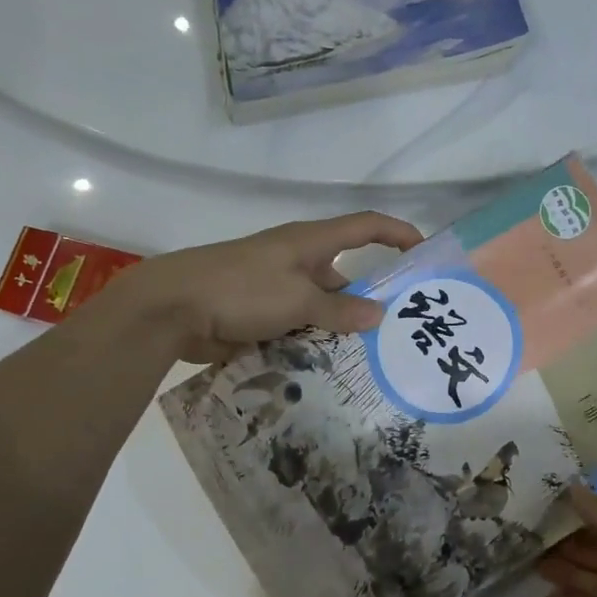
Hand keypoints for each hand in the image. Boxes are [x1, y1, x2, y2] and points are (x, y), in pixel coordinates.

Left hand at [129, 212, 422, 362]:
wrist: (172, 308)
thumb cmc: (242, 289)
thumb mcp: (299, 299)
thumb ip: (340, 308)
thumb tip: (380, 314)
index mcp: (310, 242)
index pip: (365, 226)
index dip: (397, 233)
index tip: (424, 253)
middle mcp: (297, 260)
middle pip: (345, 275)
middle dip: (369, 299)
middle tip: (398, 332)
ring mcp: (275, 288)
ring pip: (321, 307)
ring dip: (338, 329)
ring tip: (368, 360)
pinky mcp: (258, 313)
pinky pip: (297, 326)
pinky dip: (312, 343)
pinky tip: (328, 370)